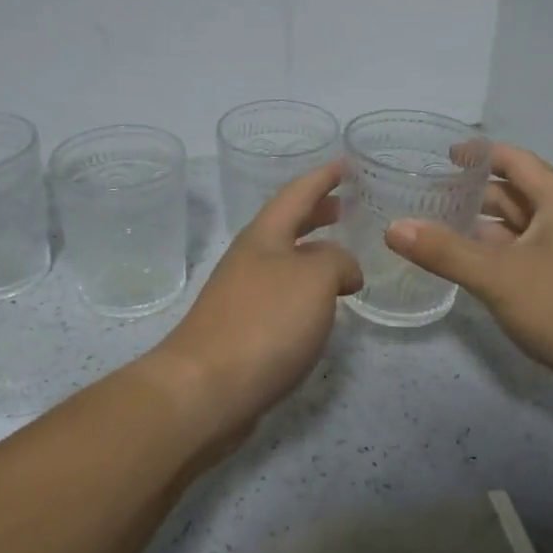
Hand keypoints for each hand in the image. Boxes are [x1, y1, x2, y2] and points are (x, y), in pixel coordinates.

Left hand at [149, 161, 361, 445]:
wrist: (205, 389)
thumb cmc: (263, 323)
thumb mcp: (315, 279)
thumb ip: (337, 261)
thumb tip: (344, 270)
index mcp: (264, 236)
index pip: (297, 192)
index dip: (323, 176)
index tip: (347, 163)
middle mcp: (250, 258)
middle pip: (287, 224)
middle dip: (317, 211)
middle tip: (347, 204)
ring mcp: (242, 294)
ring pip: (285, 260)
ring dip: (313, 251)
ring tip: (343, 255)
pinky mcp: (243, 330)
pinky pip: (283, 294)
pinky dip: (307, 289)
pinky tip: (322, 306)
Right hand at [384, 143, 552, 403]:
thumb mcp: (499, 276)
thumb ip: (445, 251)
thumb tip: (394, 228)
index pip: (515, 161)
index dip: (480, 154)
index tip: (442, 155)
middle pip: (514, 194)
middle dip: (473, 193)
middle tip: (426, 195)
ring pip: (517, 229)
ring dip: (481, 227)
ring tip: (434, 228)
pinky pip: (521, 257)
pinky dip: (493, 255)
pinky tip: (464, 267)